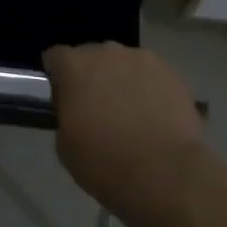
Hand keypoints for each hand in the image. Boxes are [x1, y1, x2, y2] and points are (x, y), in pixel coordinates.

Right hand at [44, 43, 204, 219]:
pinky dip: (149, 88)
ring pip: (123, 63)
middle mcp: (105, 52)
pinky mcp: (171, 72)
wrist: (165, 174)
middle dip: (91, 76)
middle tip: (97, 107)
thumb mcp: (64, 146)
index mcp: (73, 66)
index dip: (57, 77)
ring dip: (121, 79)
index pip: (55, 57)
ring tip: (131, 111)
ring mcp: (141, 59)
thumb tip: (74, 110)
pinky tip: (155, 115)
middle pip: (91, 56)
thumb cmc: (105, 163)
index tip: (63, 98)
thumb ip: (65, 115)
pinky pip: (151, 75)